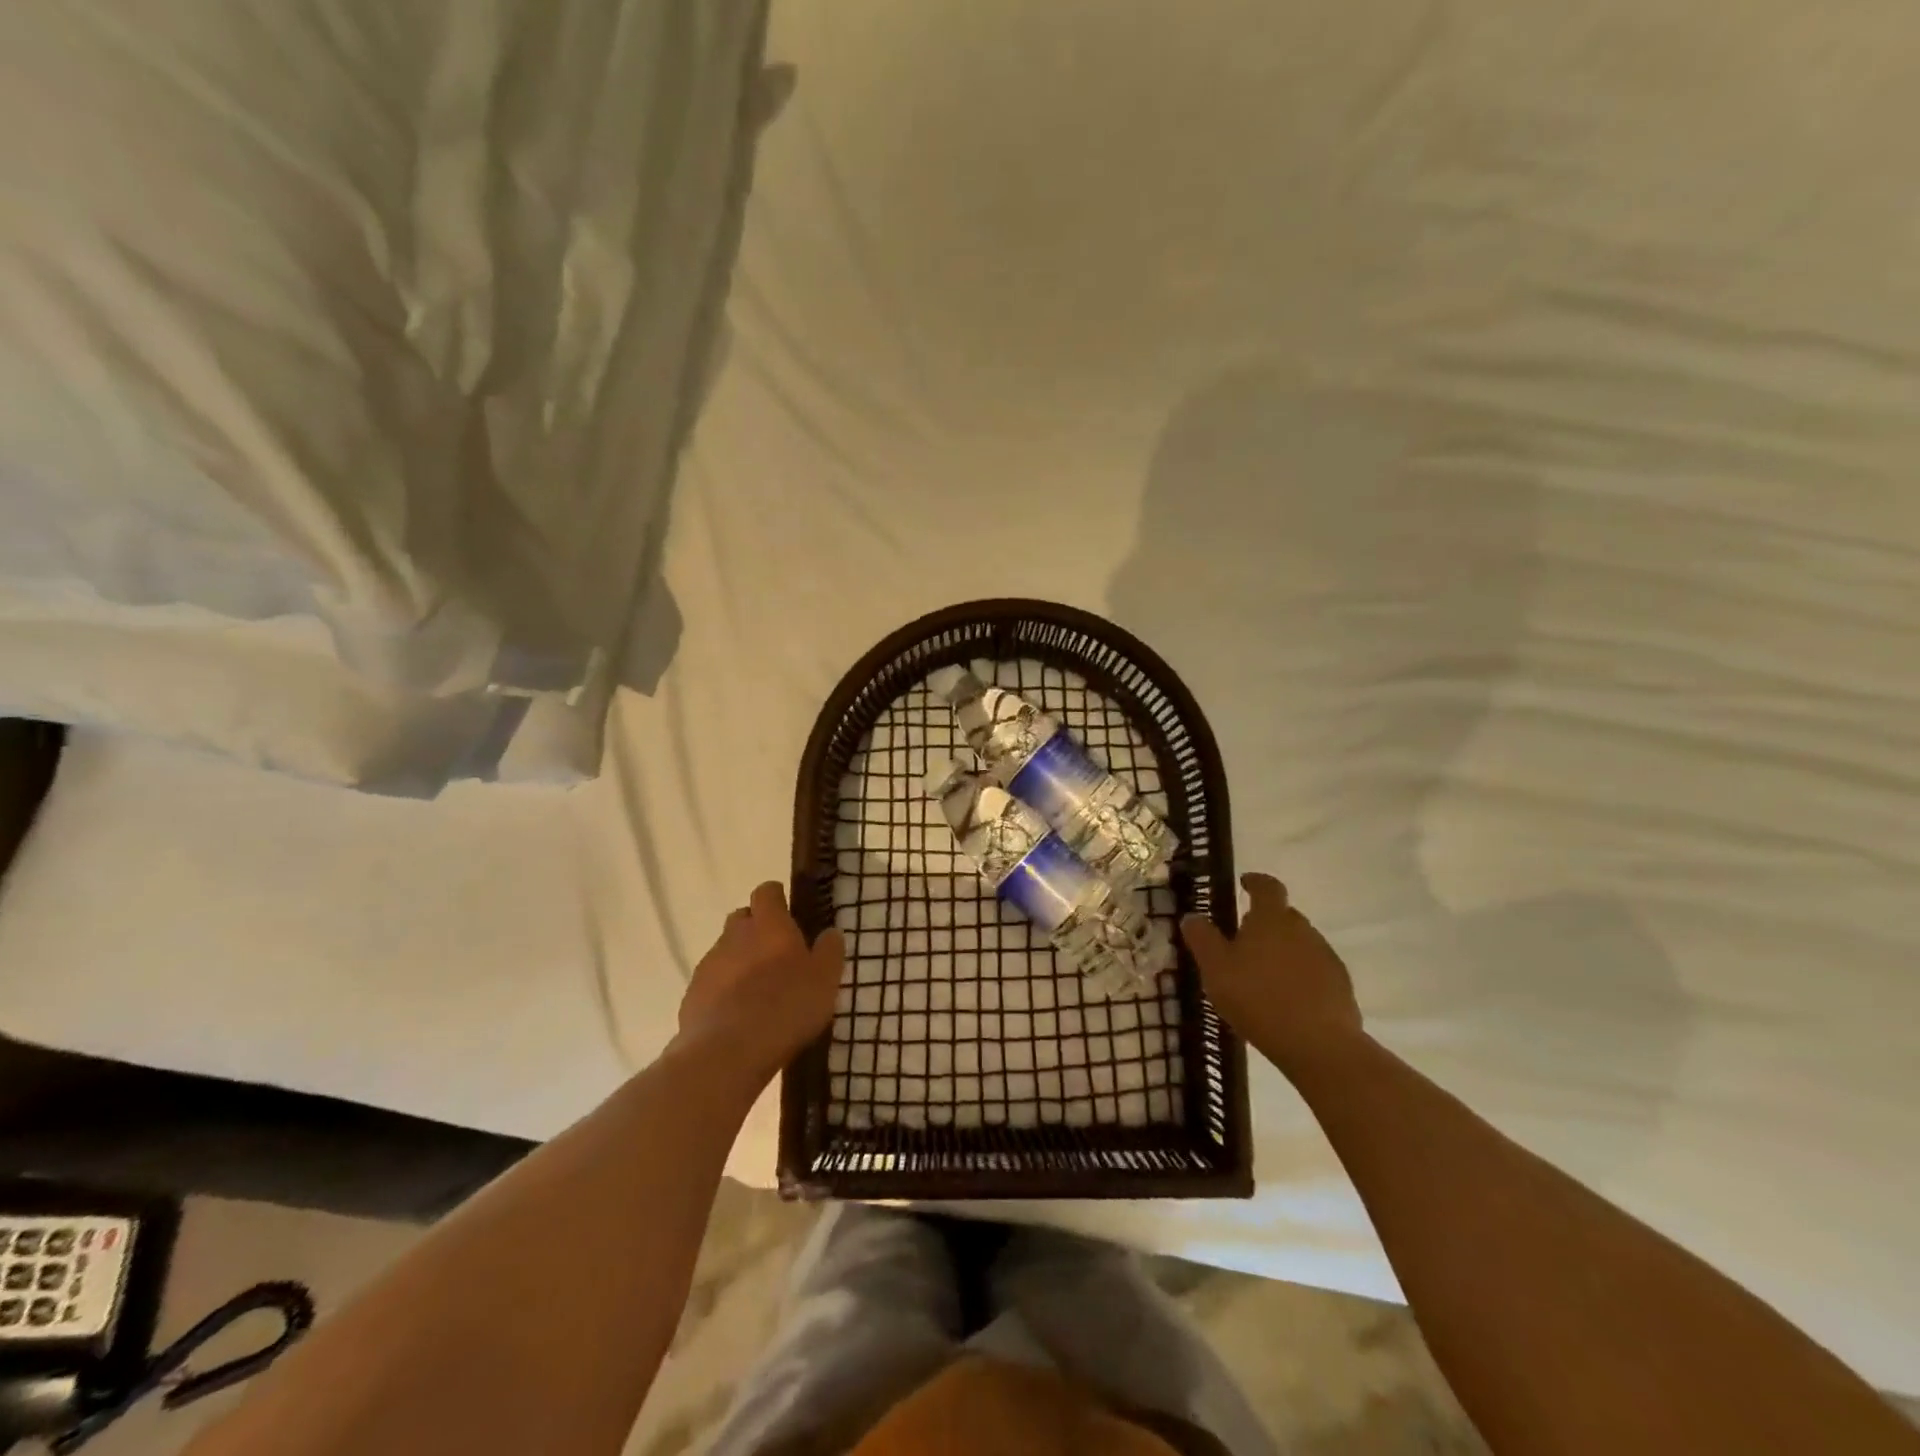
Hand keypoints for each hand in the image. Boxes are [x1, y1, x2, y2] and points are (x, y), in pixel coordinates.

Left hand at [677, 882, 845, 1086]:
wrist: (727, 1053)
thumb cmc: (786, 1007)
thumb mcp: (826, 980)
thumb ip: (829, 951)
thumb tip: (830, 932)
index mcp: (769, 924)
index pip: (767, 891)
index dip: (777, 898)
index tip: (789, 913)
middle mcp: (735, 935)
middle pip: (742, 918)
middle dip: (756, 929)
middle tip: (777, 954)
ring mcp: (709, 965)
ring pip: (726, 951)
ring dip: (740, 961)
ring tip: (759, 991)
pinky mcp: (692, 995)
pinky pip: (711, 982)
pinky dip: (724, 990)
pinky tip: (738, 1016)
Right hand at [1182, 873, 1363, 1075]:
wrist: (1319, 1045)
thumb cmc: (1258, 998)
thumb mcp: (1215, 969)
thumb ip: (1202, 938)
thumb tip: (1193, 916)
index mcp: (1271, 918)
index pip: (1267, 886)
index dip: (1255, 882)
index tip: (1244, 883)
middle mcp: (1303, 929)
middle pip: (1284, 916)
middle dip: (1265, 922)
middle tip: (1243, 942)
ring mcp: (1326, 957)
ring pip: (1300, 943)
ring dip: (1282, 951)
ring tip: (1263, 976)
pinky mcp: (1341, 986)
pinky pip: (1314, 970)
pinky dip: (1299, 976)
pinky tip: (1286, 999)